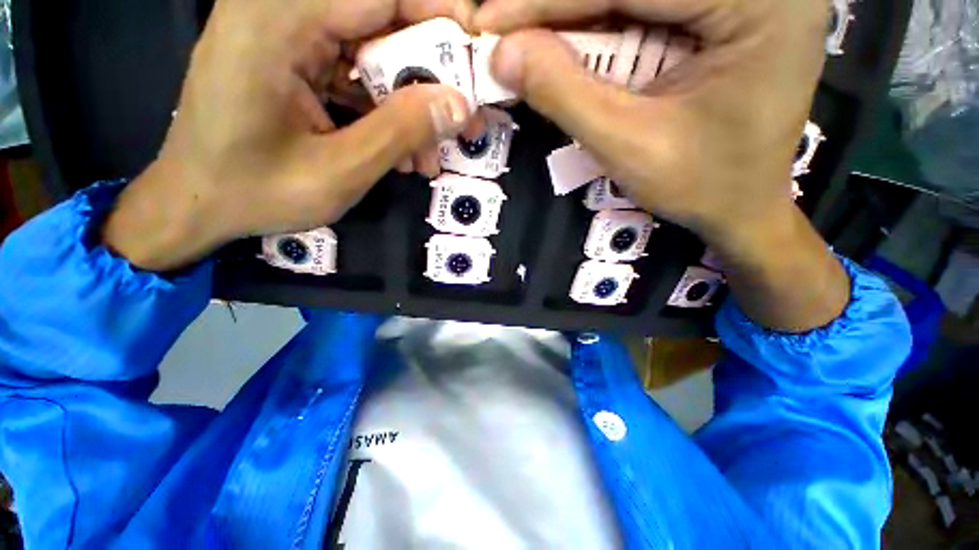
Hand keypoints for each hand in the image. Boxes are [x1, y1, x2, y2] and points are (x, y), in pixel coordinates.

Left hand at [104, 0, 476, 270]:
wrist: (195, 204)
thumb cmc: (255, 194)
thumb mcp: (339, 172)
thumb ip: (400, 132)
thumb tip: (460, 106)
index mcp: (279, 22)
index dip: (441, 17)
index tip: (478, 59)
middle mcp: (280, 10)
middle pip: (382, 21)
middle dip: (430, 77)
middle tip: (462, 124)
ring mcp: (285, 34)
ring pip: (374, 54)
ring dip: (410, 106)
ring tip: (428, 157)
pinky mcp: (291, 60)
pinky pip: (354, 74)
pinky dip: (384, 111)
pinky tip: (400, 152)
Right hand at [476, 0, 827, 241]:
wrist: (741, 207)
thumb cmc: (699, 187)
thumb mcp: (628, 146)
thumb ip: (565, 95)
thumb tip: (503, 55)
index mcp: (759, 3)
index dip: (548, 1)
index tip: (489, 20)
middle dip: (559, 6)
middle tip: (500, 27)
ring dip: (573, 14)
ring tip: (524, 38)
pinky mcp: (727, 10)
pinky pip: (649, 7)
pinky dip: (599, 22)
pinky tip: (562, 41)